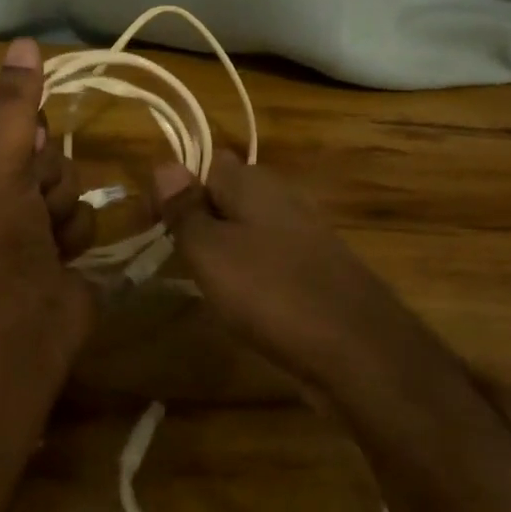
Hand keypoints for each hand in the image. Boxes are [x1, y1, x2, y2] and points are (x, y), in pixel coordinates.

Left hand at [0, 39, 95, 341]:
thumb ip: (14, 103)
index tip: (23, 151)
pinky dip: (72, 235)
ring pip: (64, 181)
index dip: (20, 133)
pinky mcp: (51, 247)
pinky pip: (77, 215)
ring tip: (44, 237)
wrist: (20, 329)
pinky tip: (60, 256)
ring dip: (61, 207)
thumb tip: (24, 42)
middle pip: (38, 149)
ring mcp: (19, 222)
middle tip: (30, 202)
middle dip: (45, 175)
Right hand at [153, 160, 423, 390]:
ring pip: (248, 227)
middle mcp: (282, 196)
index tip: (152, 225)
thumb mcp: (211, 251)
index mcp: (253, 182)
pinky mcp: (317, 267)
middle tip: (176, 256)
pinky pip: (270, 256)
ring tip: (204, 282)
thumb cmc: (271, 292)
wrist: (358, 349)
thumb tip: (164, 164)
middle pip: (227, 193)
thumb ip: (185, 208)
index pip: (205, 162)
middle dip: (198, 218)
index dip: (175, 187)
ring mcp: (304, 232)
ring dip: (223, 247)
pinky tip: (244, 302)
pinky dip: (251, 272)